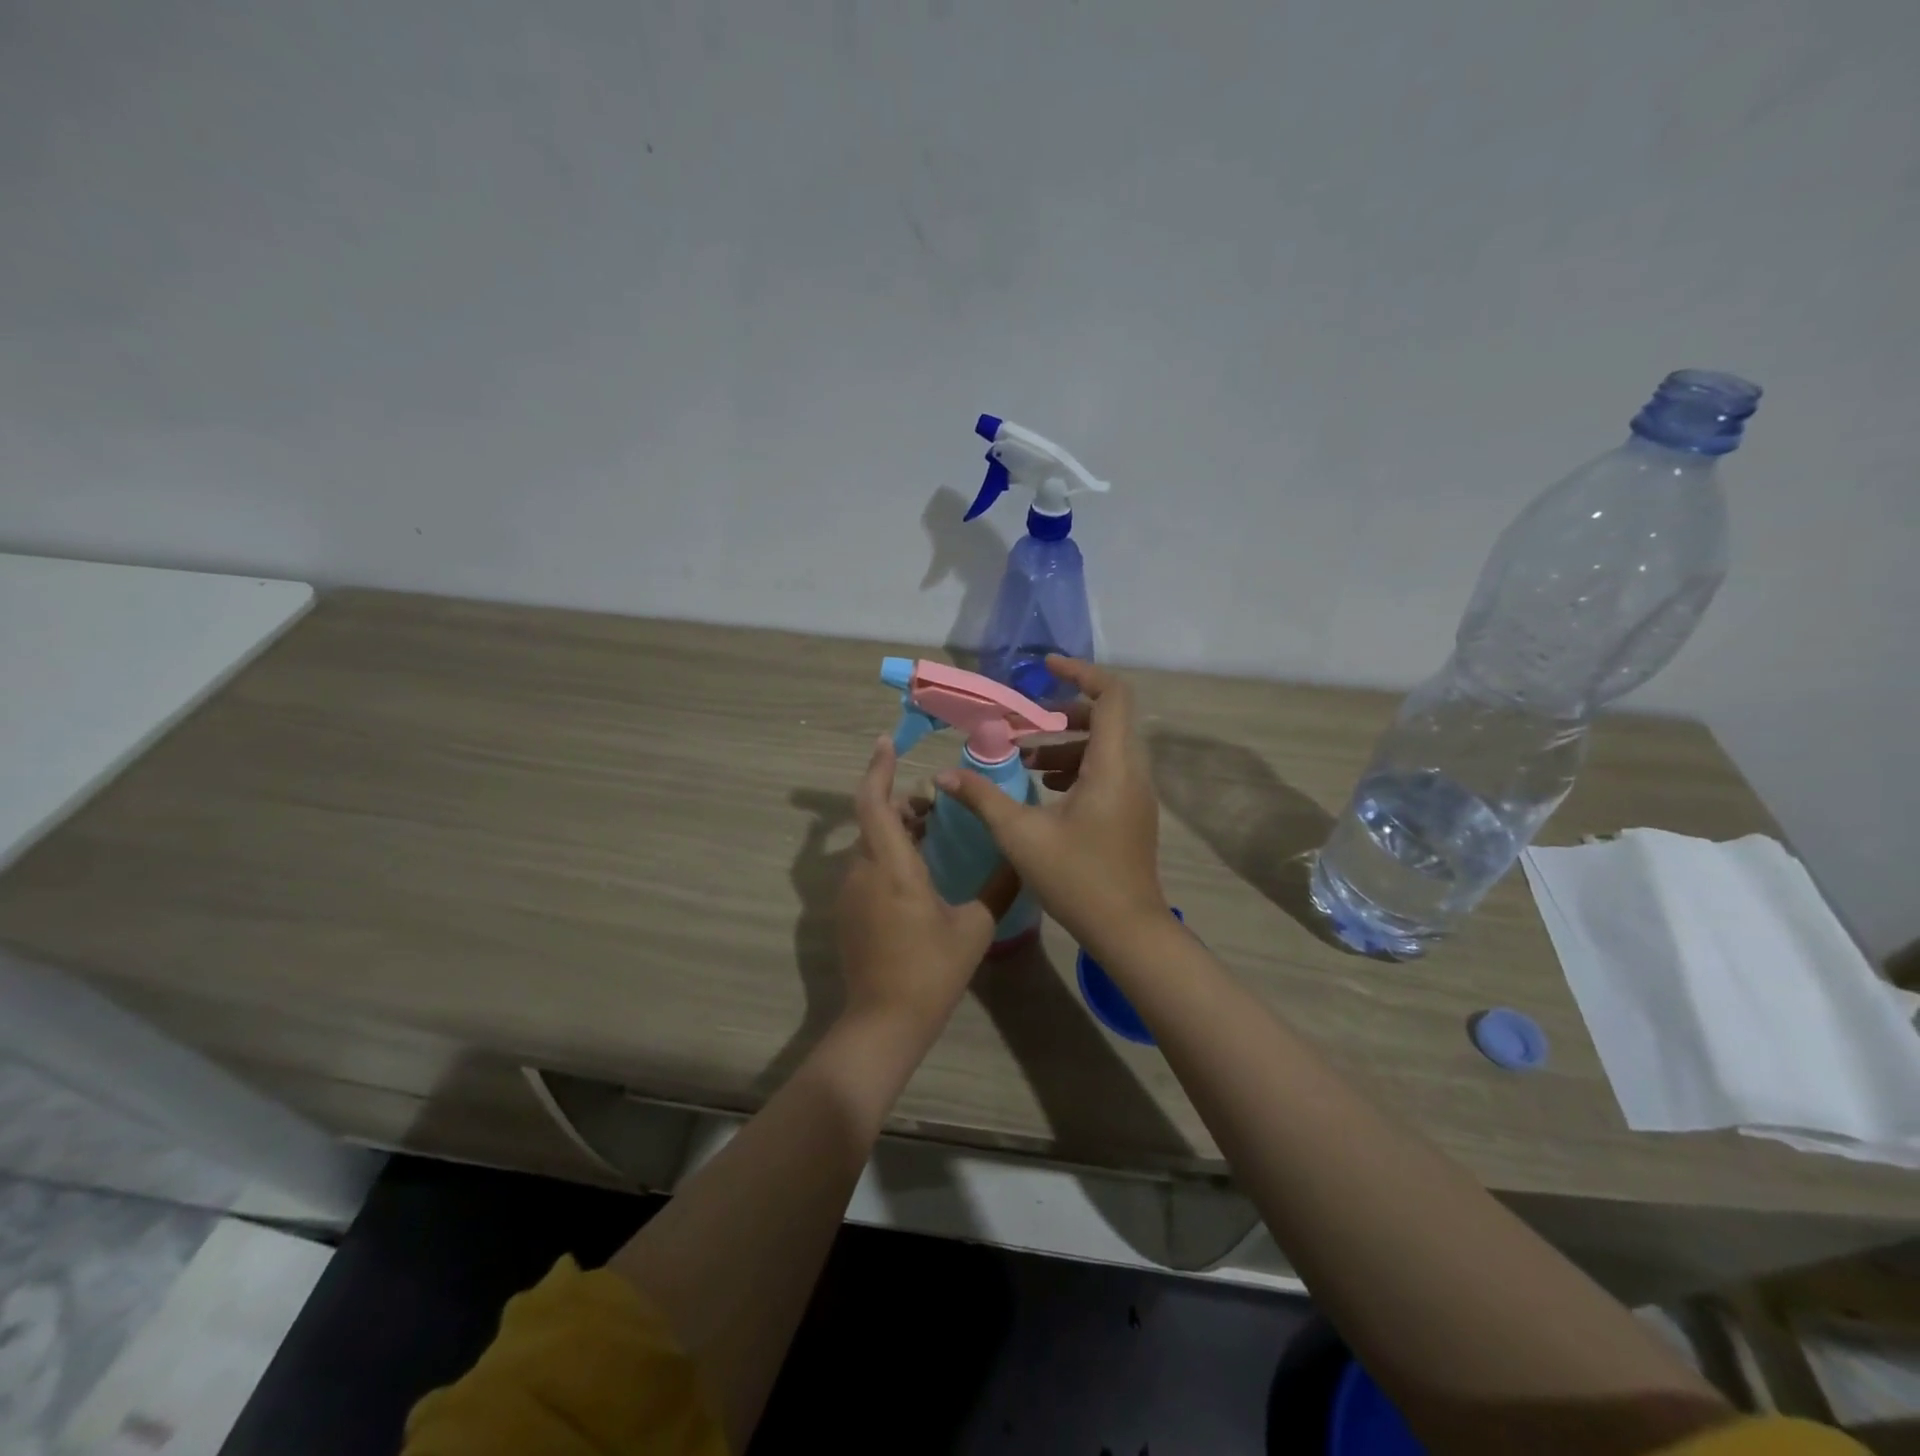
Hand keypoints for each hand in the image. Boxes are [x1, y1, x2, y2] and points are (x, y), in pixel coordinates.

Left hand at [837, 735, 1017, 1036]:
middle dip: (899, 803)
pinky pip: (866, 867)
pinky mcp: (848, 912)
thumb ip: (998, 886)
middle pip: (873, 819)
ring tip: (932, 834)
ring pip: (869, 843)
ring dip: (895, 830)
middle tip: (935, 805)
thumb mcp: (975, 927)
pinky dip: (887, 854)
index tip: (887, 742)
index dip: (878, 769)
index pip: (873, 803)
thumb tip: (1018, 857)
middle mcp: (863, 871)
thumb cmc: (931, 971)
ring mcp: (850, 893)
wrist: (884, 1022)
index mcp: (892, 867)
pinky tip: (918, 872)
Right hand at [937, 657, 1166, 957]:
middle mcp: (1132, 771)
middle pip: (1107, 717)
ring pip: (1106, 746)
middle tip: (1023, 724)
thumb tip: (943, 775)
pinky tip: (1044, 786)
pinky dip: (1077, 765)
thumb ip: (982, 797)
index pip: (1112, 695)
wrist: (1128, 931)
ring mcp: (1136, 793)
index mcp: (1112, 766)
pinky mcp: (1132, 812)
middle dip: (1062, 713)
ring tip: (1024, 758)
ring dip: (1066, 742)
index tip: (1044, 668)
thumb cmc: (1077, 879)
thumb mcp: (1020, 836)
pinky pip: (1108, 770)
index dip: (1080, 672)